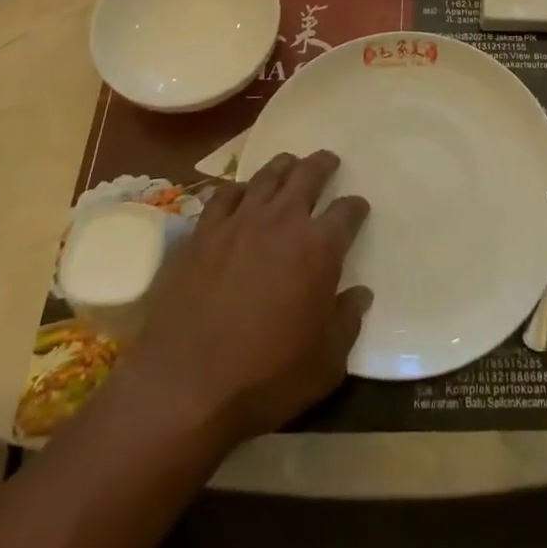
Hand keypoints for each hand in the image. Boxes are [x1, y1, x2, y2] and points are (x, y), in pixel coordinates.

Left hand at [112, 150, 370, 447]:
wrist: (186, 385)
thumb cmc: (267, 376)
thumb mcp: (326, 362)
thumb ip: (348, 322)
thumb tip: (360, 295)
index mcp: (320, 247)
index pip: (347, 212)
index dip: (356, 207)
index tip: (358, 208)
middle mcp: (283, 221)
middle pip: (308, 175)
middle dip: (322, 165)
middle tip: (328, 162)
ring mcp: (240, 221)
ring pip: (268, 175)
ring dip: (284, 166)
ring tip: (289, 163)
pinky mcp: (203, 232)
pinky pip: (225, 195)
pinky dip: (239, 189)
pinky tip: (241, 193)